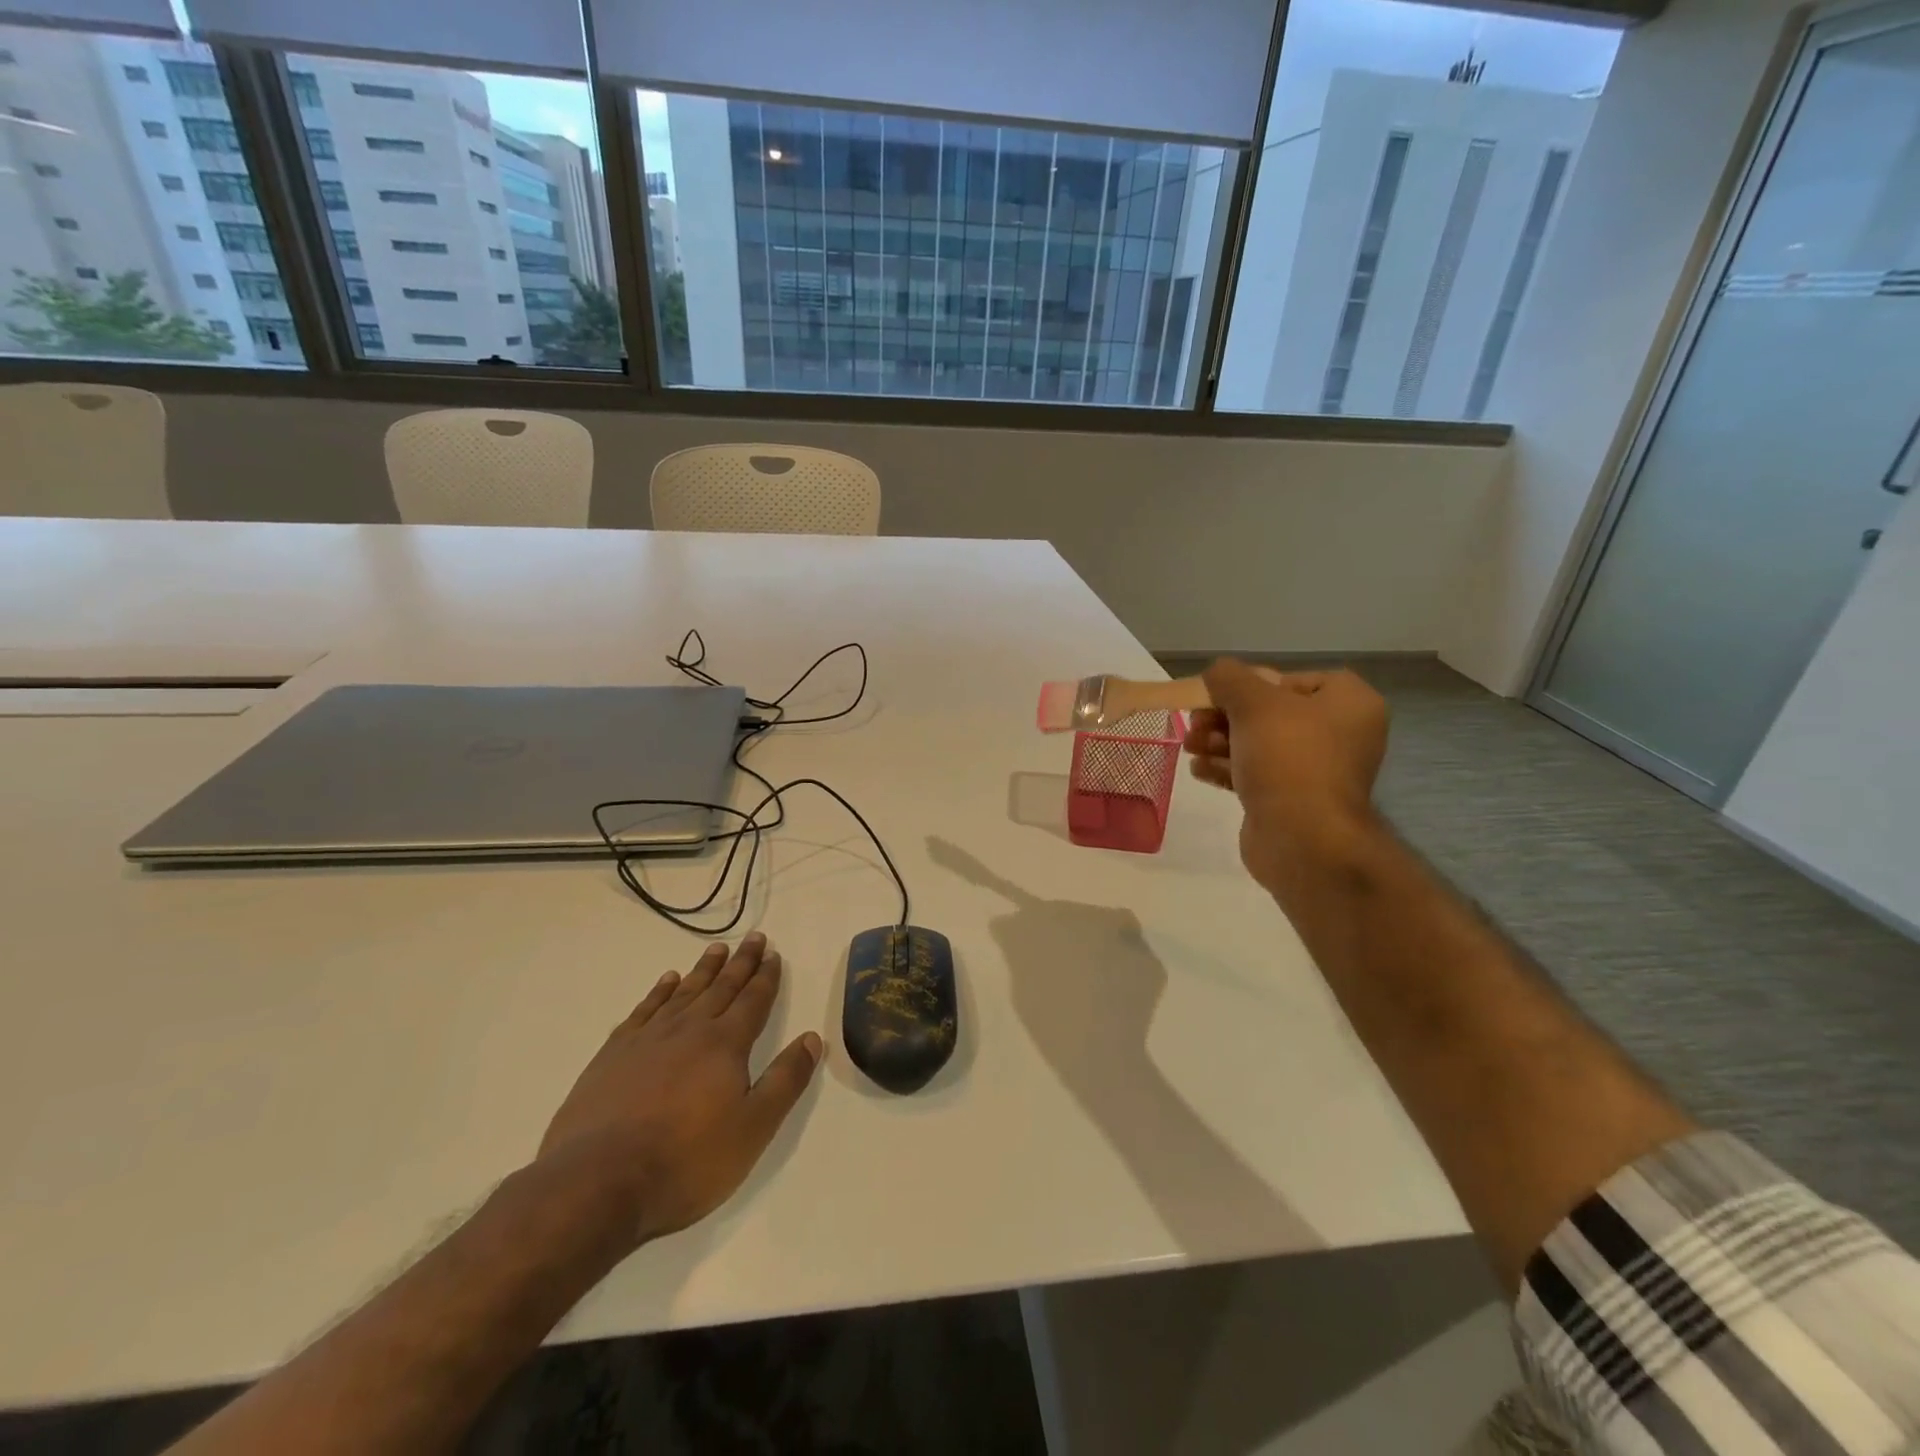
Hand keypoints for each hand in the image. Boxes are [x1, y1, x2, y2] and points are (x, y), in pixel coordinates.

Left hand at [533, 933, 822, 1249]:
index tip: (773, 953)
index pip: (753, 1001)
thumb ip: (785, 1081)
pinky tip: (667, 982)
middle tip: (753, 937)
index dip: (766, 977)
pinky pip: (644, 1010)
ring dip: (703, 970)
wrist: (598, 1183)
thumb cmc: (686, 1161)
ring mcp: (647, 1039)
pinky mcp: (613, 1055)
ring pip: (684, 992)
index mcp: (725, 1045)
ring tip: (716, 949)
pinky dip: (659, 992)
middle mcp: (689, 1030)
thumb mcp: (753, 1129)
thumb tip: (812, 1038)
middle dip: (740, 963)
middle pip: (721, 987)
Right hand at [1184, 660, 1388, 892]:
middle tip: (1195, 722)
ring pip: (1260, 745)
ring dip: (1219, 742)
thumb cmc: (1287, 757)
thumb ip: (1229, 678)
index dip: (1256, 683)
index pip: (1297, 679)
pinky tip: (1198, 769)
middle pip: (1272, 713)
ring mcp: (1317, 772)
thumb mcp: (1252, 703)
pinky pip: (1257, 775)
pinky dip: (1227, 769)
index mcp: (1349, 703)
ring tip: (1190, 746)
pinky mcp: (1293, 802)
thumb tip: (1217, 672)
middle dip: (1226, 716)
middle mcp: (1340, 735)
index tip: (1225, 695)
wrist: (1302, 838)